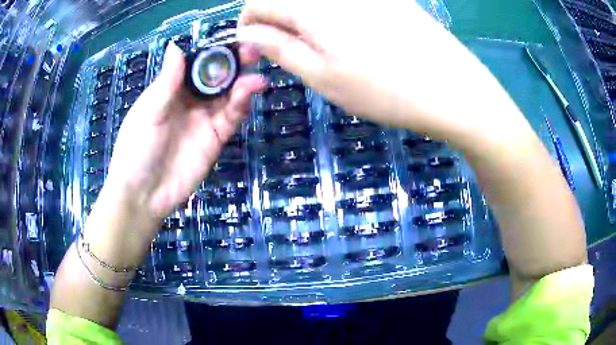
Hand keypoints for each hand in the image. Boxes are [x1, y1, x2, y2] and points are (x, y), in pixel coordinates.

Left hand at [102, 43, 264, 228]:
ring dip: (243, 85)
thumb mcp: (149, 112)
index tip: (231, 42)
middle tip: (252, 55)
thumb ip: (166, 81)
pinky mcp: (215, 139)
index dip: (214, 52)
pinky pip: (231, 118)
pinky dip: (241, 106)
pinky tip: (248, 95)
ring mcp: (204, 119)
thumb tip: (176, 46)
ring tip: (255, 80)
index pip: (197, 64)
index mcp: (171, 89)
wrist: (144, 195)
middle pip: (217, 77)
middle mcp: (190, 100)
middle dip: (234, 65)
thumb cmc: (137, 149)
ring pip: (228, 96)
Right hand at [238, 0, 526, 149]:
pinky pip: (341, 2)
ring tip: (318, 48)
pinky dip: (329, 14)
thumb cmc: (384, 90)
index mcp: (311, 5)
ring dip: (301, 19)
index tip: (254, 50)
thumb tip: (248, 34)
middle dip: (273, 21)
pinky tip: (348, 36)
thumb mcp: (322, 76)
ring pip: (313, 1)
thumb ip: (279, 48)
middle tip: (285, 52)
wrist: (452, 88)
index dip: (248, 25)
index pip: (257, 2)